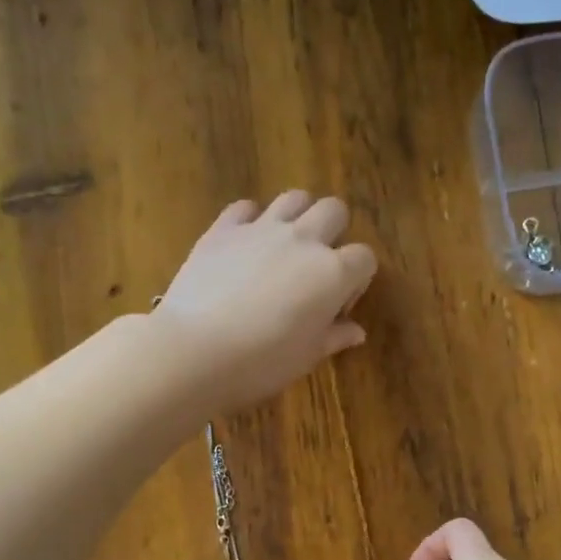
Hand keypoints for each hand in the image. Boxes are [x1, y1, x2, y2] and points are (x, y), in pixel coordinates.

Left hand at [153, 192, 376, 413]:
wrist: (195, 350)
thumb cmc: (262, 362)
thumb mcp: (308, 356)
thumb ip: (335, 337)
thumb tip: (355, 331)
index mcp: (333, 273)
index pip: (365, 258)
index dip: (357, 280)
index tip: (337, 306)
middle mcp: (304, 240)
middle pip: (335, 210)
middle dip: (334, 232)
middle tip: (316, 266)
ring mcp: (262, 229)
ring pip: (294, 197)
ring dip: (298, 215)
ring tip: (285, 246)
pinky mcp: (223, 229)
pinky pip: (245, 207)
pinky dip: (250, 219)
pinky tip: (244, 245)